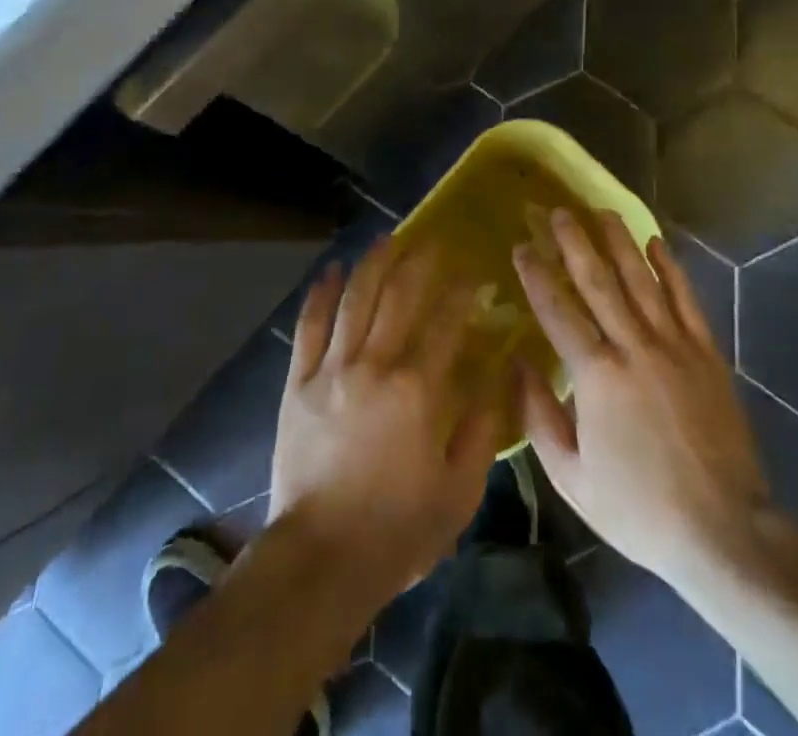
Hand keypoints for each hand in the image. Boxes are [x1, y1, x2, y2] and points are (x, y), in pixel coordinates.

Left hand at [269, 238, 508, 605]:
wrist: (321, 558)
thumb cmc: (398, 529)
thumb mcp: (459, 491)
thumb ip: (482, 429)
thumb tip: (499, 377)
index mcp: (419, 390)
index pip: (447, 322)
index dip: (463, 291)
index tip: (475, 271)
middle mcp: (376, 365)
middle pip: (400, 296)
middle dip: (420, 262)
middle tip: (433, 240)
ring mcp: (332, 369)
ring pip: (355, 299)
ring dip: (373, 263)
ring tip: (387, 238)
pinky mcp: (298, 381)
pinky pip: (309, 325)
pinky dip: (321, 294)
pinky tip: (331, 270)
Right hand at [513, 209, 767, 593]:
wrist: (725, 532)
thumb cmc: (639, 508)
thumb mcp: (572, 478)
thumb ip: (539, 417)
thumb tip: (517, 364)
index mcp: (597, 377)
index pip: (557, 310)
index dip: (536, 275)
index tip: (521, 246)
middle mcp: (634, 348)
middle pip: (598, 281)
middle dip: (574, 242)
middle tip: (558, 210)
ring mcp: (675, 346)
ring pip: (641, 280)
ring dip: (619, 241)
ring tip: (601, 210)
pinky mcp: (707, 353)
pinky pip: (685, 299)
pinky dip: (669, 268)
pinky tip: (655, 242)